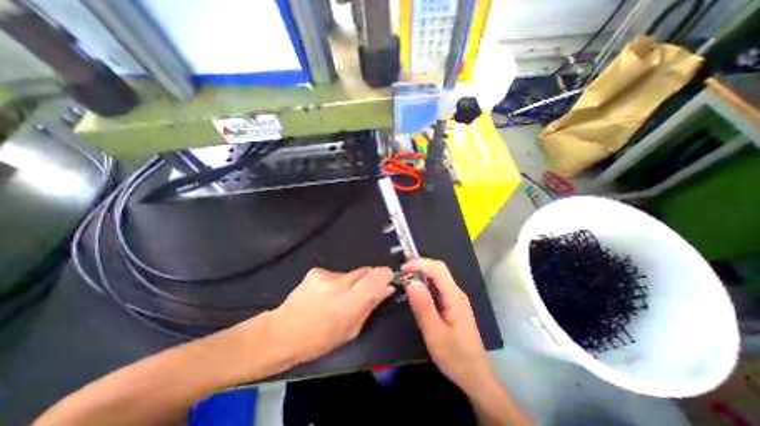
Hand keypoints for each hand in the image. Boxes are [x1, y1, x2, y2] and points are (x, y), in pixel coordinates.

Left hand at [265, 270, 391, 364]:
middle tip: (361, 295)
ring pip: (351, 273)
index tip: (386, 281)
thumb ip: (370, 306)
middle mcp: (339, 283)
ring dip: (351, 283)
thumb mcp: (351, 331)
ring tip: (337, 298)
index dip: (385, 275)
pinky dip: (336, 283)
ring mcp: (326, 274)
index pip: (378, 275)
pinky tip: (324, 295)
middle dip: (369, 280)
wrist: (281, 332)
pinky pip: (336, 274)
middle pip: (366, 270)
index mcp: (350, 302)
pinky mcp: (316, 271)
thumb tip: (386, 288)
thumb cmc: (319, 340)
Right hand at [403, 258, 493, 391]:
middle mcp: (456, 293)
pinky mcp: (453, 305)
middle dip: (420, 266)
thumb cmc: (455, 356)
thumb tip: (411, 281)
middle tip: (403, 273)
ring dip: (422, 274)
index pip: (437, 268)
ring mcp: (456, 299)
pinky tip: (418, 292)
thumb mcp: (434, 333)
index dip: (419, 264)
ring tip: (407, 280)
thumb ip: (423, 305)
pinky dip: (426, 284)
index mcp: (454, 296)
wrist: (475, 376)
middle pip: (439, 269)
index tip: (402, 270)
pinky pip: (438, 287)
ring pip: (439, 277)